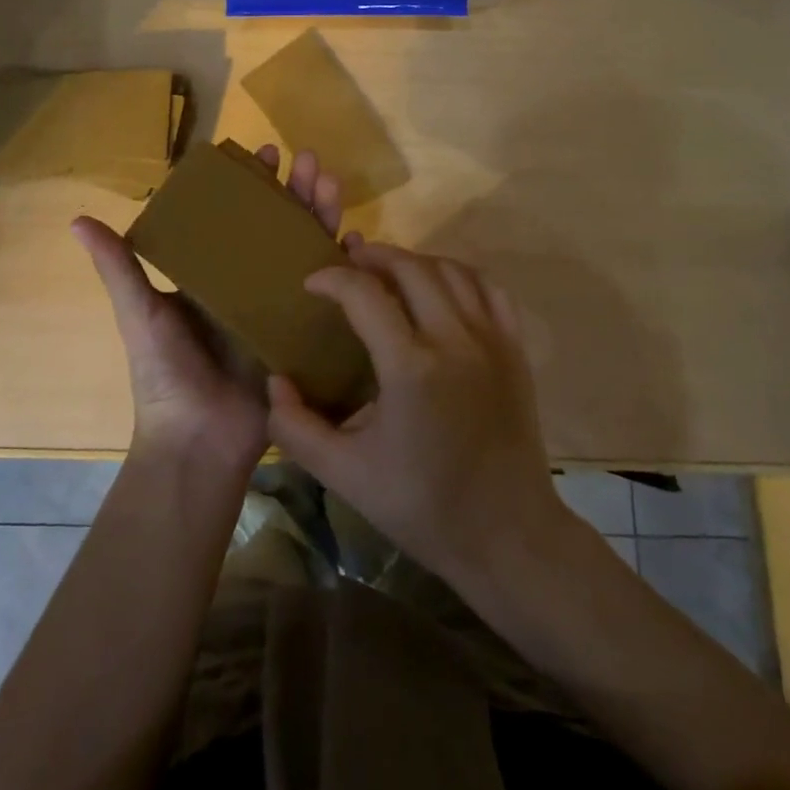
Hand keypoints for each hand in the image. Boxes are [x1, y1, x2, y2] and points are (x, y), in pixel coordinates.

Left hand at [73, 146, 349, 476]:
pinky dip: (343, 264)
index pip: (234, 216)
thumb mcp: (140, 315)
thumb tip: (78, 220)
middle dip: (295, 190)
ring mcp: (278, 306)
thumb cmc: (165, 376)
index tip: (264, 154)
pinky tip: (358, 238)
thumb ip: (119, 269)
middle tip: (309, 159)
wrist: (198, 443)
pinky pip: (328, 293)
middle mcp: (247, 283)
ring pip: (305, 249)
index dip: (250, 184)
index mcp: (210, 275)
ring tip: (331, 182)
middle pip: (276, 225)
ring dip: (321, 214)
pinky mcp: (302, 332)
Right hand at [265, 243, 566, 588]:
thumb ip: (297, 427)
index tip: (312, 283)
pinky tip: (440, 287)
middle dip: (374, 255)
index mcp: (410, 367)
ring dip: (415, 261)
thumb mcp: (345, 475)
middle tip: (349, 262)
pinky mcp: (515, 349)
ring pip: (451, 270)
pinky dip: (459, 274)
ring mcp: (491, 340)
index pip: (364, 293)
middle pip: (410, 268)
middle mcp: (454, 339)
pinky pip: (488, 289)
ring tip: (389, 270)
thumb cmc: (423, 506)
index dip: (332, 279)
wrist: (506, 533)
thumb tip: (275, 382)